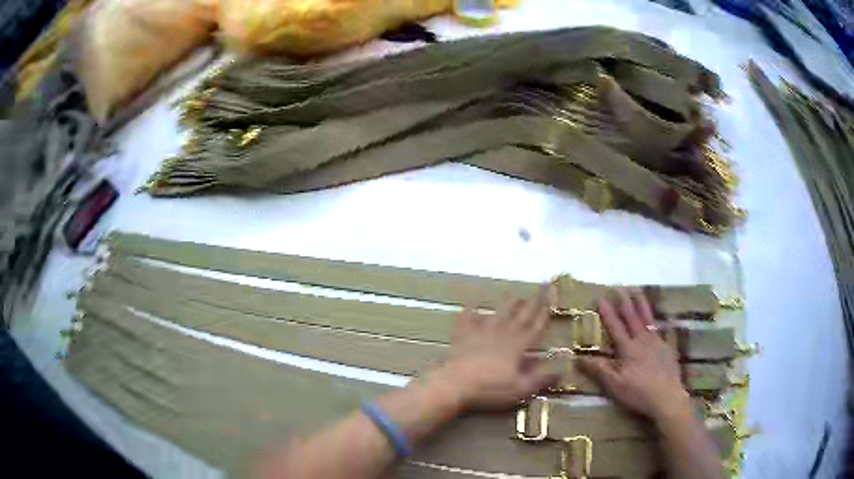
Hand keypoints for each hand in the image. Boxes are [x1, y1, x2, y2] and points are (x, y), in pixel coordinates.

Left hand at [430, 286, 558, 410]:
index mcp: (517, 346)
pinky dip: (470, 309)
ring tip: (515, 294)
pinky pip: (467, 319)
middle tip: (542, 285)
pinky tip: (472, 301)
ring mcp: (481, 333)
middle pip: (520, 315)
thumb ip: (542, 379)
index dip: (545, 313)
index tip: (553, 299)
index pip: (536, 327)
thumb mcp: (521, 389)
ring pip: (498, 313)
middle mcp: (502, 334)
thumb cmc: (490, 389)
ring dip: (507, 303)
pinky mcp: (463, 337)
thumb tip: (563, 371)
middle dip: (533, 300)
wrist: (455, 386)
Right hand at [578, 289, 690, 423]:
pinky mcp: (667, 348)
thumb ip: (598, 370)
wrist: (667, 397)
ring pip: (648, 319)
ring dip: (641, 304)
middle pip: (633, 317)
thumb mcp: (614, 385)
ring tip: (637, 291)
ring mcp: (657, 342)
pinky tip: (659, 319)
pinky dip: (657, 320)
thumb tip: (578, 358)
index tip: (601, 297)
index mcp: (628, 349)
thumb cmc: (638, 392)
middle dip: (625, 301)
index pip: (615, 327)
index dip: (608, 313)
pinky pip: (661, 329)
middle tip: (619, 287)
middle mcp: (643, 340)